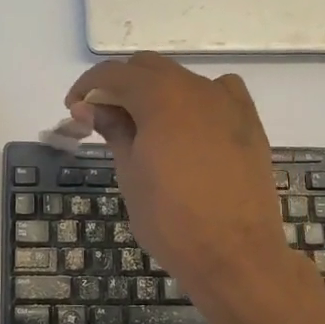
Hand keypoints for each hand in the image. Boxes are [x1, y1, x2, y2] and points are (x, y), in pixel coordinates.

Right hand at [64, 54, 303, 306]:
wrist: (235, 255)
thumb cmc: (171, 220)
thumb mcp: (130, 174)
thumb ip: (112, 130)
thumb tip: (89, 106)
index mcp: (161, 97)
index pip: (114, 73)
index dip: (88, 86)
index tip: (74, 108)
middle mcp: (197, 88)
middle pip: (149, 69)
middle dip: (121, 86)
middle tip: (103, 119)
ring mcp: (228, 103)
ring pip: (183, 80)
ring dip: (157, 93)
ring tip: (145, 128)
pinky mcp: (250, 122)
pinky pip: (218, 94)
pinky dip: (194, 101)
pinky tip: (189, 129)